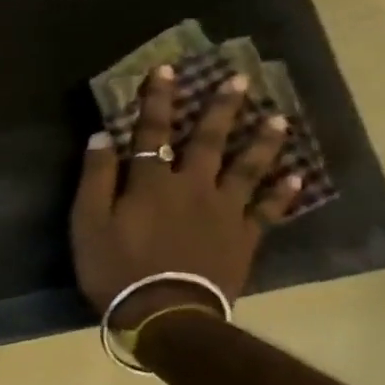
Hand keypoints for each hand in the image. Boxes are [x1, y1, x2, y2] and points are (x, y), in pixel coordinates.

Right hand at [72, 66, 300, 328]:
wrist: (165, 315)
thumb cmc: (116, 267)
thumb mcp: (88, 222)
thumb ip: (96, 178)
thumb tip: (102, 136)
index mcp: (151, 182)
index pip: (151, 132)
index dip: (156, 100)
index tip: (166, 70)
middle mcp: (192, 187)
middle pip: (207, 141)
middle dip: (219, 109)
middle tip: (238, 80)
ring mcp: (223, 212)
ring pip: (247, 169)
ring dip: (262, 143)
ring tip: (279, 119)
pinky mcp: (243, 238)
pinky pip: (267, 210)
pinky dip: (282, 194)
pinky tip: (295, 177)